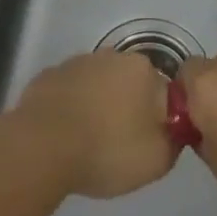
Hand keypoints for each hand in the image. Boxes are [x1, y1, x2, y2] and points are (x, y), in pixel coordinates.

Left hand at [6, 50, 177, 198]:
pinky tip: (64, 134)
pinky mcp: (49, 76)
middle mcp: (111, 56)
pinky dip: (69, 108)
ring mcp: (77, 63)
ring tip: (88, 141)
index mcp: (142, 69)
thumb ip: (174, 140)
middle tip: (119, 143)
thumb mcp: (157, 159)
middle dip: (127, 107)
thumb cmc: (107, 149)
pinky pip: (68, 92)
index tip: (147, 142)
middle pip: (128, 83)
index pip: (161, 91)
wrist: (42, 146)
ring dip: (97, 105)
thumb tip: (173, 129)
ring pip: (97, 85)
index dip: (157, 117)